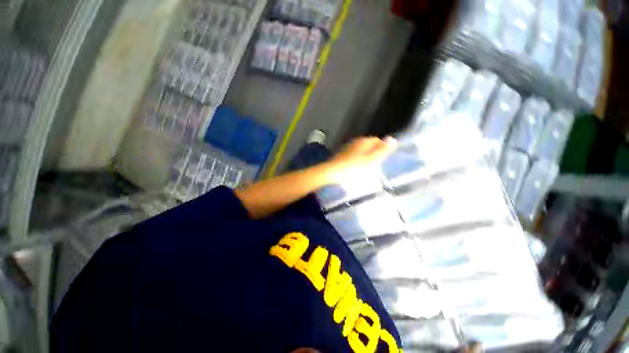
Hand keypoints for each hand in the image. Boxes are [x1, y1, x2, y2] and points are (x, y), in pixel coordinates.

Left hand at [325, 137, 396, 183]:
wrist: (333, 173)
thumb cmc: (354, 167)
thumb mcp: (372, 160)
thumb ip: (383, 150)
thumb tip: (392, 139)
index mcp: (364, 141)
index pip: (377, 140)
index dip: (382, 148)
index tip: (384, 159)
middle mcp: (355, 142)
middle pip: (369, 145)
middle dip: (374, 153)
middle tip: (376, 164)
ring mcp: (347, 148)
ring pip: (361, 151)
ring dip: (365, 157)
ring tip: (367, 168)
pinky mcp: (341, 156)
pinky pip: (354, 156)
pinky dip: (357, 161)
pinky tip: (356, 169)